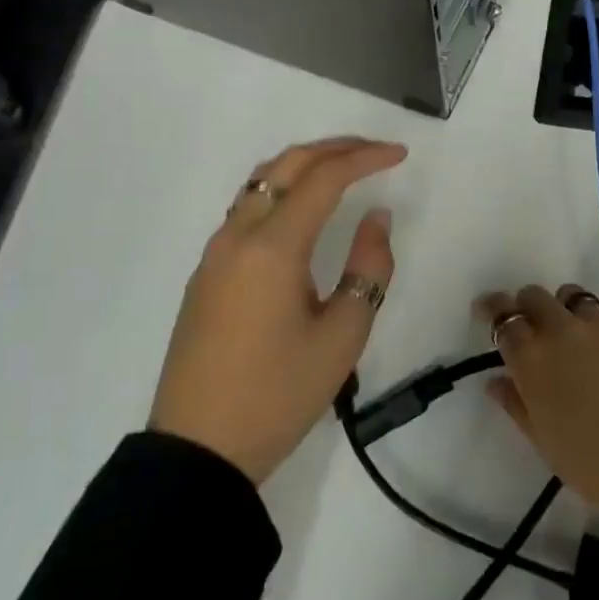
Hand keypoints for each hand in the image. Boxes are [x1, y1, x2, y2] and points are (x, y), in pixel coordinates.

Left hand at [150, 137, 406, 484]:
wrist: (198, 449)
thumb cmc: (278, 395)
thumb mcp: (342, 336)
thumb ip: (368, 268)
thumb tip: (375, 218)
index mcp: (272, 247)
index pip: (324, 178)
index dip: (365, 158)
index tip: (400, 154)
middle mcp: (238, 235)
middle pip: (287, 165)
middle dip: (335, 149)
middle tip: (375, 151)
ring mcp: (215, 252)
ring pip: (261, 181)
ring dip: (304, 165)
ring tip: (344, 170)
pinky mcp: (206, 272)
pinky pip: (247, 207)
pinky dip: (282, 189)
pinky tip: (303, 208)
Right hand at [480, 284, 598, 545]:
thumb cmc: (595, 467)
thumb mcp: (544, 443)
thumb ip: (516, 404)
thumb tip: (496, 380)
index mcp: (533, 361)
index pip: (502, 318)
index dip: (492, 311)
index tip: (488, 311)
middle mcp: (562, 331)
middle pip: (535, 296)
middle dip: (527, 306)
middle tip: (533, 326)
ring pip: (574, 294)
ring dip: (566, 308)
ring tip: (575, 331)